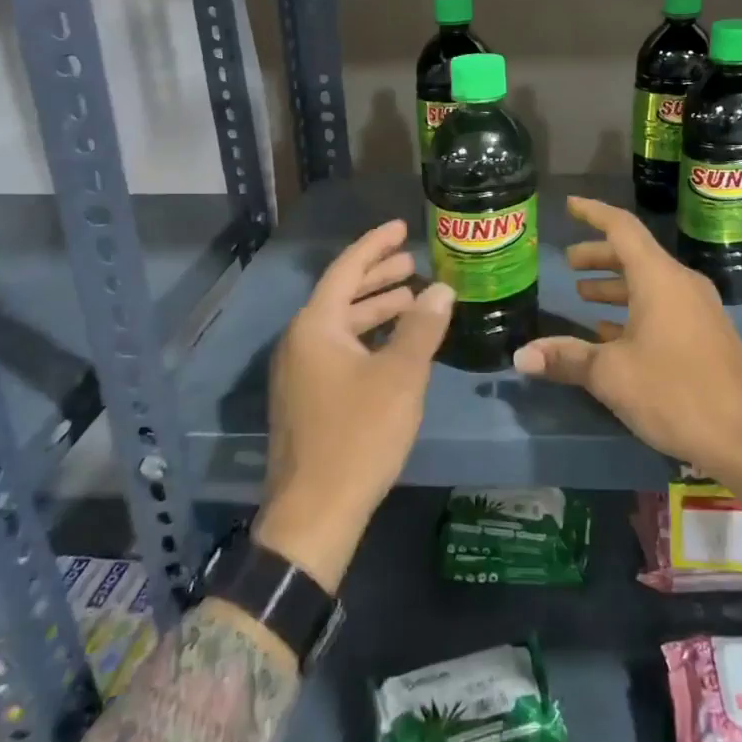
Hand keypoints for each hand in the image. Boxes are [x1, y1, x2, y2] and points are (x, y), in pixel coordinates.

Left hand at [254, 219, 453, 590]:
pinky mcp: (308, 398)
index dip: (376, 245)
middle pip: (342, 294)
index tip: (402, 227)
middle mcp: (300, 341)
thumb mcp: (400, 376)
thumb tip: (442, 290)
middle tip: (414, 262)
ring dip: (376, 309)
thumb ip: (421, 328)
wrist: (315, 513)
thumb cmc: (359, 435)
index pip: (346, 269)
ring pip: (342, 325)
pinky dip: (369, 338)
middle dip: (379, 276)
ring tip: (414, 298)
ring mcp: (300, 372)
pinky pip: (340, 349)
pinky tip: (396, 344)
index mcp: (315, 326)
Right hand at [512, 196, 741, 479]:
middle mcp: (681, 284)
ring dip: (615, 285)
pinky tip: (612, 334)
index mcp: (659, 278)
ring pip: (649, 283)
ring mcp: (698, 309)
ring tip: (583, 296)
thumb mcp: (612, 375)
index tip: (569, 206)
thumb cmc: (675, 392)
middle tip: (568, 263)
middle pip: (634, 255)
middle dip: (598, 256)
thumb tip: (520, 356)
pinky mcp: (706, 335)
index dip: (593, 213)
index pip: (622, 228)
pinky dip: (634, 309)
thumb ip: (566, 358)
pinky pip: (663, 306)